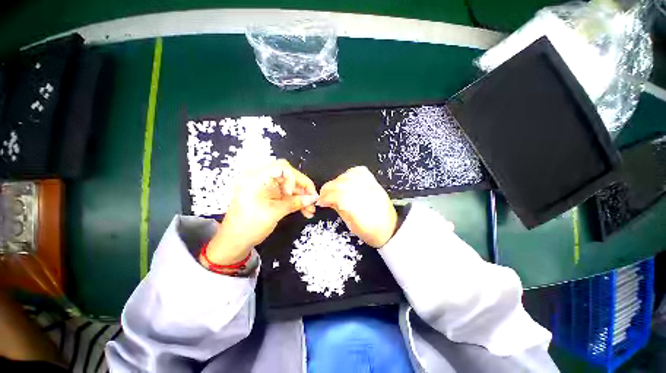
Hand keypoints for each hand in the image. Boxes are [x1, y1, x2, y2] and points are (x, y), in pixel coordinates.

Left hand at [206, 159, 317, 264]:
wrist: (234, 243)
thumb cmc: (249, 227)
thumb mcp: (274, 213)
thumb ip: (295, 203)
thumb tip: (313, 198)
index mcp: (255, 178)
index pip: (282, 167)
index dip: (297, 178)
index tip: (306, 192)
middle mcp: (260, 179)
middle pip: (288, 176)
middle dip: (302, 188)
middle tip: (312, 200)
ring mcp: (265, 187)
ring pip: (289, 186)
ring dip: (301, 197)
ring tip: (310, 210)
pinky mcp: (268, 195)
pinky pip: (285, 194)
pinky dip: (295, 201)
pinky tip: (304, 210)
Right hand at [317, 166, 397, 247]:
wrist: (391, 229)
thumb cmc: (371, 232)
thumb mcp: (351, 225)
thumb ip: (338, 209)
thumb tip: (328, 200)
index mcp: (359, 207)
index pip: (337, 195)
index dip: (326, 197)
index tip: (320, 202)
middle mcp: (365, 193)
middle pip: (341, 184)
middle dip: (328, 189)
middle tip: (324, 196)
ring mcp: (371, 186)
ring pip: (348, 175)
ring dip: (337, 181)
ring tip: (334, 189)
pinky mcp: (374, 182)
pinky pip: (359, 171)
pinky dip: (349, 173)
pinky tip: (345, 180)